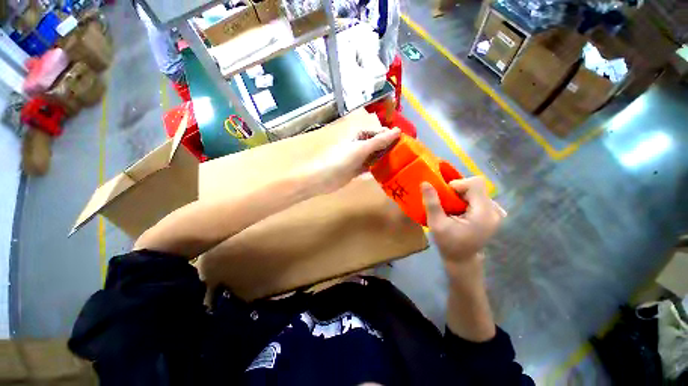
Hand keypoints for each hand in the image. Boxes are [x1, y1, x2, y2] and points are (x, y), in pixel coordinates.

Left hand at [313, 127, 400, 193]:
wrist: (325, 178)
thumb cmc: (342, 159)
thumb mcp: (362, 148)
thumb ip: (379, 141)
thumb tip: (398, 130)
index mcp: (359, 136)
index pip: (378, 133)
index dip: (390, 136)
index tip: (405, 142)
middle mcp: (359, 145)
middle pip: (377, 145)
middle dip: (389, 148)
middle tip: (405, 154)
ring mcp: (357, 158)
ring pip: (374, 156)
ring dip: (384, 158)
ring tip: (399, 163)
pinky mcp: (356, 170)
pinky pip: (370, 167)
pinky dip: (377, 168)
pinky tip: (387, 171)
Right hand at [421, 177, 505, 275]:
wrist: (462, 260)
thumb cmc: (448, 243)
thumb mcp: (436, 224)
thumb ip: (432, 203)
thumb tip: (425, 183)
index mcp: (483, 213)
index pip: (475, 183)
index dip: (458, 184)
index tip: (445, 195)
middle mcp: (494, 210)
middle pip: (476, 187)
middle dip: (458, 191)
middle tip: (445, 202)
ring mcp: (495, 213)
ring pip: (477, 191)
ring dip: (461, 195)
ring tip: (451, 208)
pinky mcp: (492, 215)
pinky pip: (479, 198)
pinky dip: (466, 200)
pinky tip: (460, 211)